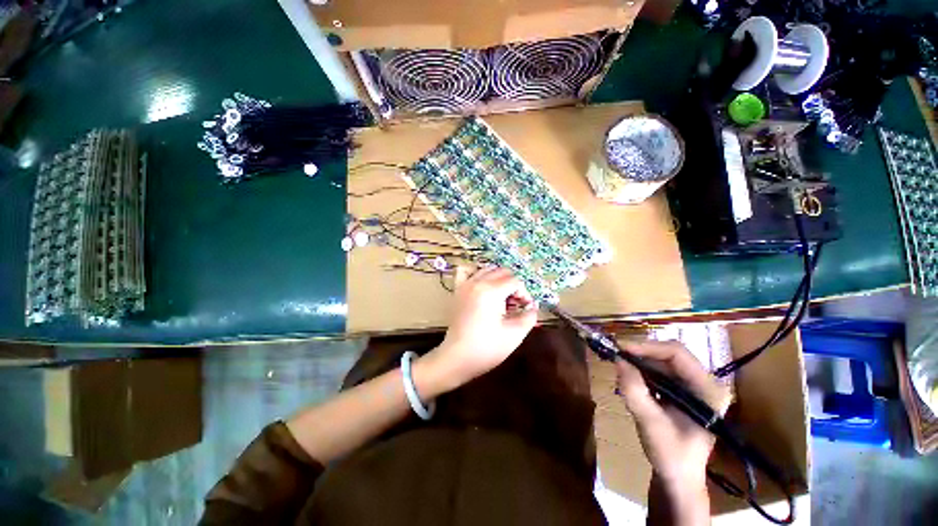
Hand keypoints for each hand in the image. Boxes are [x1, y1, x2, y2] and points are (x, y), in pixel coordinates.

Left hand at [423, 267, 536, 388]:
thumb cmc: (487, 348)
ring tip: (501, 297)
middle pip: (502, 272)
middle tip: (515, 304)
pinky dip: (476, 273)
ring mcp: (465, 284)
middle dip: (512, 285)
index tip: (525, 308)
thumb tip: (533, 306)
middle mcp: (477, 282)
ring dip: (498, 279)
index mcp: (491, 291)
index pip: (515, 281)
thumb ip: (529, 316)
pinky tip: (482, 285)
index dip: (524, 294)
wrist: (458, 357)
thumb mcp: (515, 334)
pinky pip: (467, 271)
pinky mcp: (458, 290)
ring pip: (487, 269)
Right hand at [615, 340, 731, 488]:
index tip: (621, 349)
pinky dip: (642, 372)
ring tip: (620, 370)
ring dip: (639, 363)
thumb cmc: (670, 455)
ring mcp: (695, 386)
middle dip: (641, 354)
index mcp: (708, 390)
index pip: (677, 354)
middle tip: (616, 357)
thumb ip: (634, 391)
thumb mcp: (650, 423)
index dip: (647, 347)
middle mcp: (705, 383)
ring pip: (662, 361)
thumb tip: (618, 360)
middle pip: (669, 355)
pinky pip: (660, 371)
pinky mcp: (683, 390)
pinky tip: (630, 380)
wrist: (679, 478)